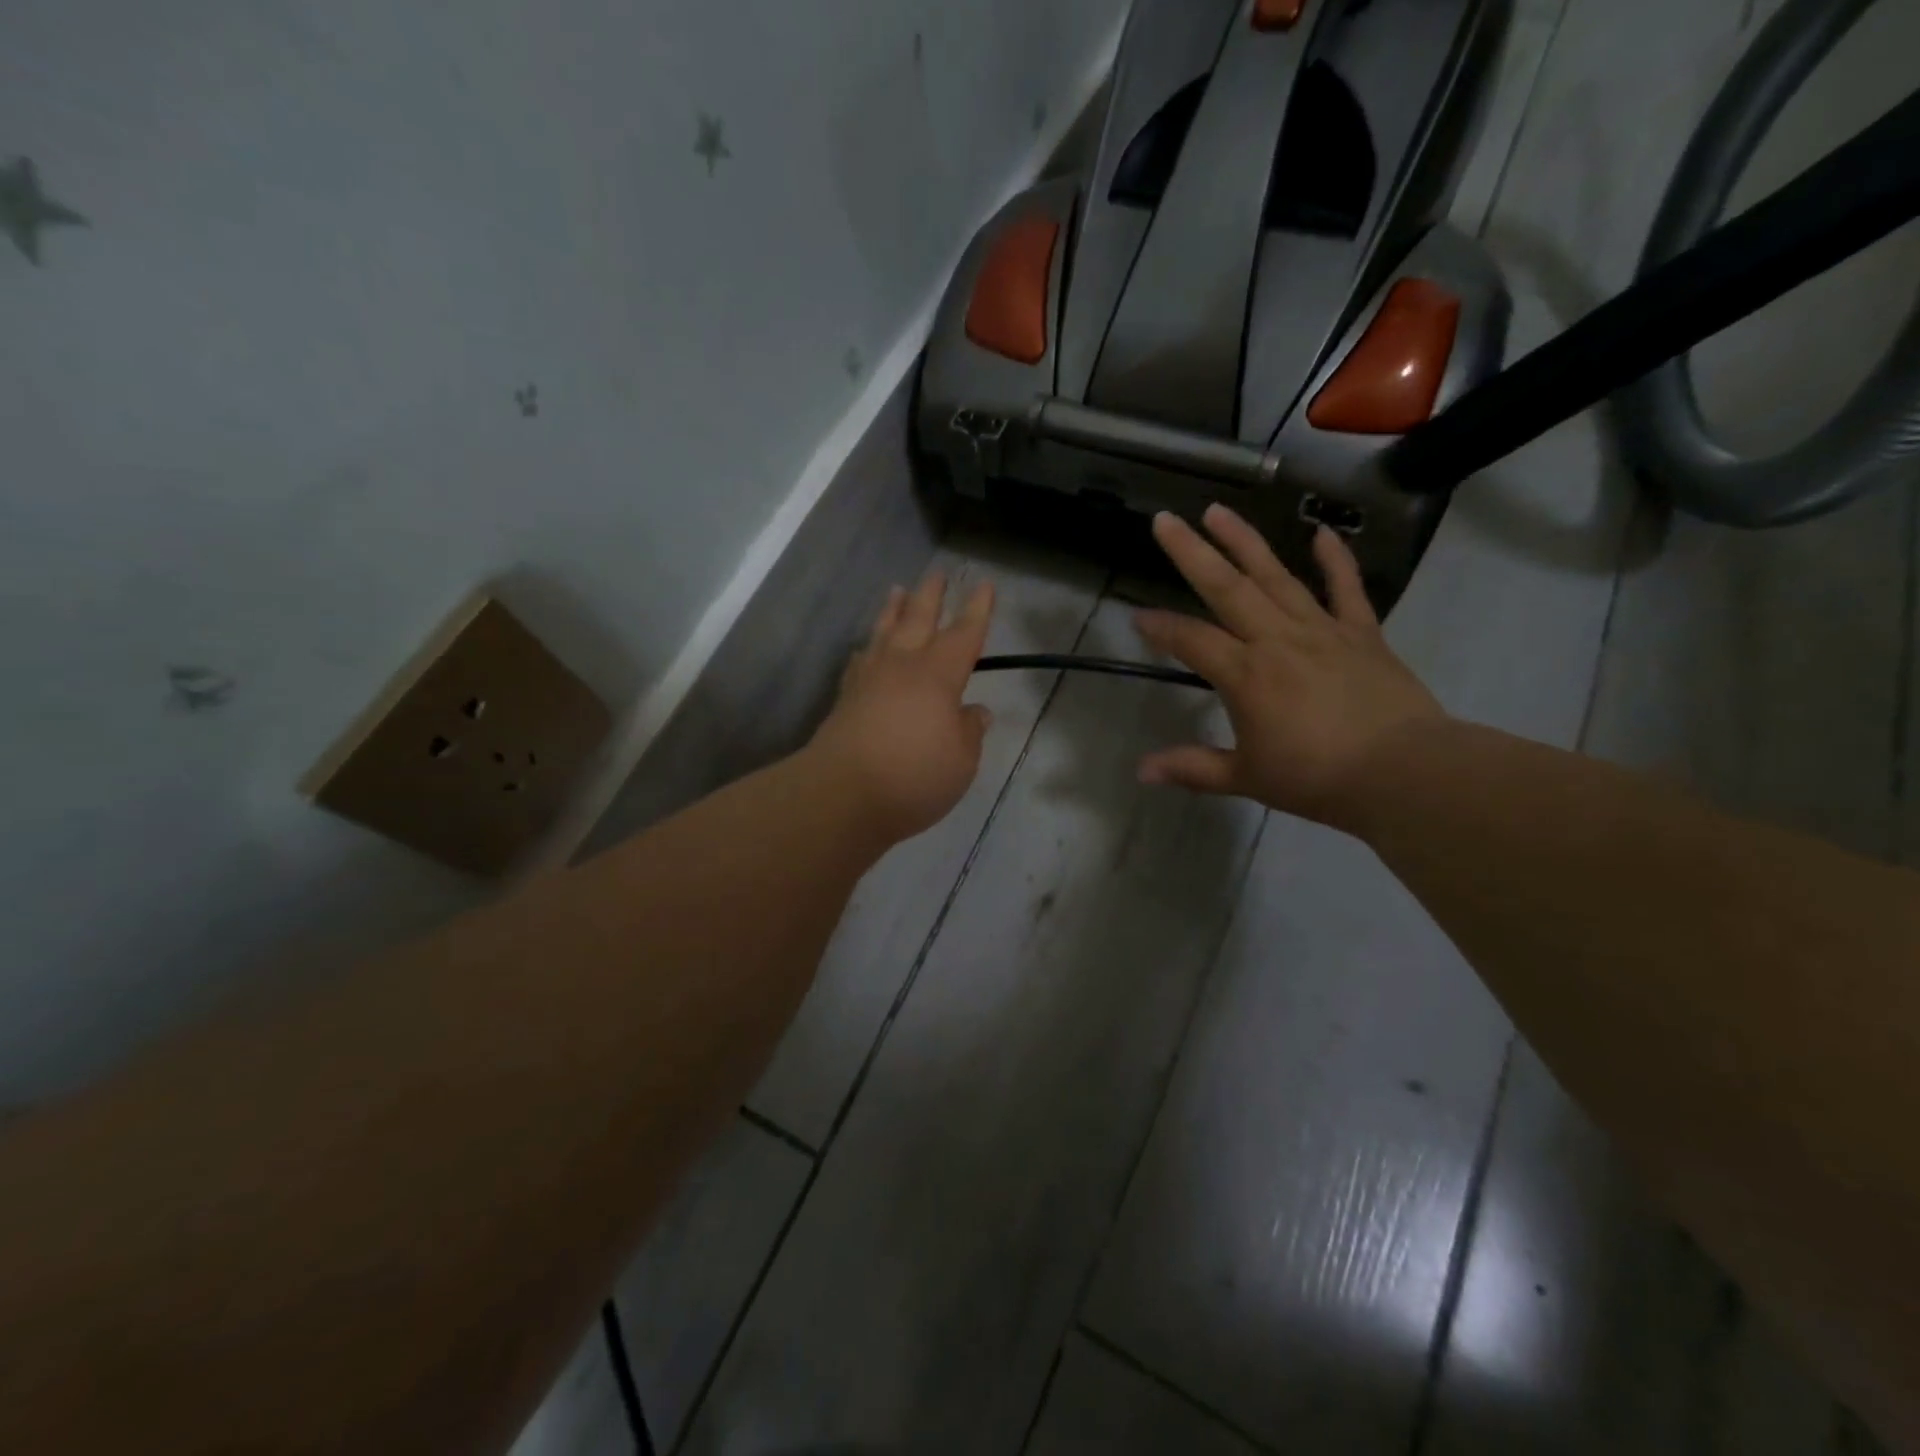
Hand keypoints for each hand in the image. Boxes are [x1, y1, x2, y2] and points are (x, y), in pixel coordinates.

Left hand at [811, 570, 995, 842]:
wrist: (841, 795)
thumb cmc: (913, 777)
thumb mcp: (961, 761)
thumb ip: (969, 731)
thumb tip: (975, 711)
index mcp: (938, 675)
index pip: (964, 634)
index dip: (977, 610)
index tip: (983, 584)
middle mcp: (902, 667)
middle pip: (918, 620)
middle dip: (931, 595)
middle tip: (937, 573)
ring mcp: (868, 680)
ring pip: (884, 633)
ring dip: (893, 611)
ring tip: (897, 591)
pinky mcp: (845, 700)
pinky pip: (859, 661)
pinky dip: (867, 649)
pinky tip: (866, 650)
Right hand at [1135, 506, 1444, 830]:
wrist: (1404, 773)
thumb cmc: (1317, 779)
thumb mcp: (1246, 778)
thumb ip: (1192, 768)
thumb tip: (1141, 771)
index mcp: (1245, 675)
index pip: (1191, 640)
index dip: (1160, 628)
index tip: (1137, 617)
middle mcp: (1276, 639)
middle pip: (1226, 588)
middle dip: (1191, 552)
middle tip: (1165, 520)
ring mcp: (1322, 630)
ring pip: (1276, 576)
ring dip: (1245, 541)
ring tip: (1219, 510)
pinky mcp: (1362, 633)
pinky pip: (1347, 588)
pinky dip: (1336, 559)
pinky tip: (1321, 533)